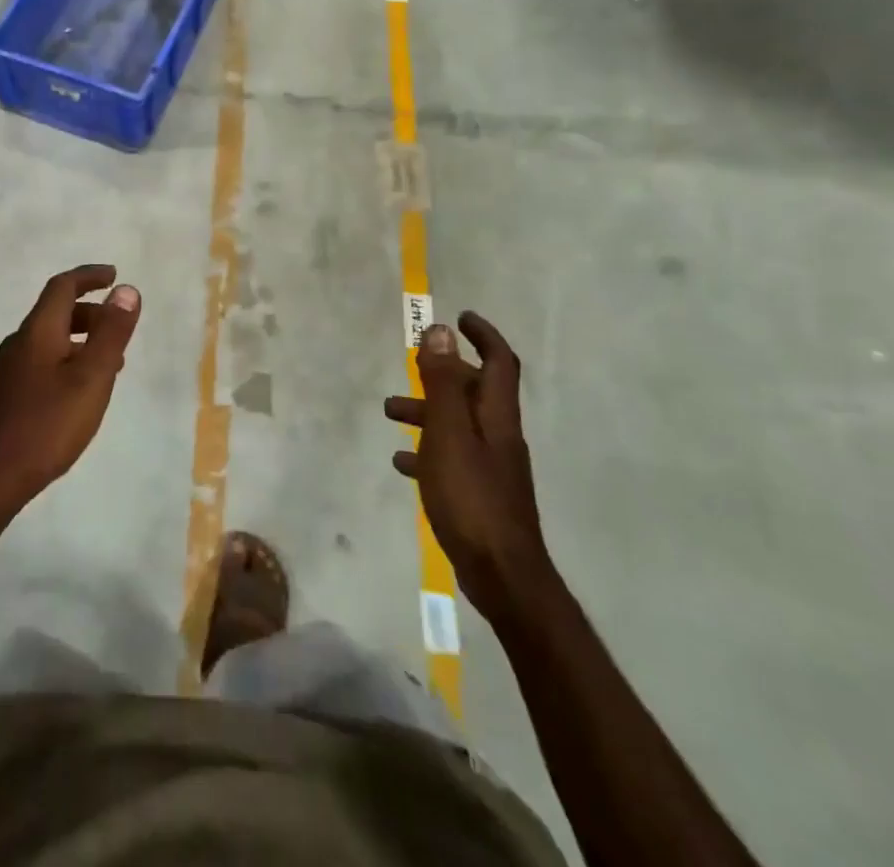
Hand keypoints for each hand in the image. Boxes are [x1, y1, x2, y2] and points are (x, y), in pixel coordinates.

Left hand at [0, 265, 141, 510]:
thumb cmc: (48, 424)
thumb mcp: (91, 377)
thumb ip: (111, 333)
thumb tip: (126, 290)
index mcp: (38, 331)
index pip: (62, 286)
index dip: (89, 276)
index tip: (114, 275)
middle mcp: (20, 343)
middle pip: (56, 312)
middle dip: (90, 311)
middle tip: (119, 327)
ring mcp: (10, 370)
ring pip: (50, 339)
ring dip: (82, 339)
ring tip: (111, 363)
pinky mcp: (8, 394)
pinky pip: (43, 360)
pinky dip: (68, 359)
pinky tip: (81, 391)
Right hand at [385, 312, 550, 620]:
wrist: (503, 576)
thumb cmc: (472, 498)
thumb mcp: (448, 433)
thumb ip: (442, 383)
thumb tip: (441, 331)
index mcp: (496, 417)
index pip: (500, 363)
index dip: (484, 336)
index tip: (461, 317)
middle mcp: (498, 436)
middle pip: (474, 391)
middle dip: (443, 373)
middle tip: (411, 363)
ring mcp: (491, 467)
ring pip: (457, 424)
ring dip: (427, 410)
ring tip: (390, 412)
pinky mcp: (479, 495)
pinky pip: (450, 458)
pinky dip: (427, 450)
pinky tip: (401, 462)